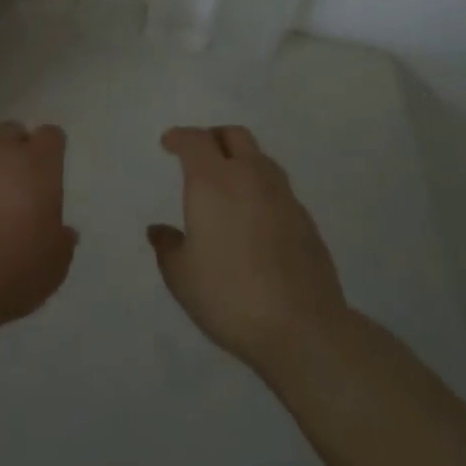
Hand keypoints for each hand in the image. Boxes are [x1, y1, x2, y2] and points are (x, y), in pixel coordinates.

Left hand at [0, 122, 77, 328]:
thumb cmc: (16, 271)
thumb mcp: (56, 263)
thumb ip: (62, 240)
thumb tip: (64, 231)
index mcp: (37, 166)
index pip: (50, 135)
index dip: (50, 149)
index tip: (49, 168)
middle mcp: (0, 153)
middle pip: (10, 130)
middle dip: (14, 146)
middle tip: (15, 177)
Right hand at [148, 125, 354, 376]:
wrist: (303, 329)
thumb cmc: (231, 296)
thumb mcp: (182, 277)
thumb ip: (168, 247)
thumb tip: (159, 231)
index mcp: (213, 181)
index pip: (195, 140)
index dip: (179, 137)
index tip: (168, 143)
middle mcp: (250, 177)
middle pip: (234, 135)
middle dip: (213, 138)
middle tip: (200, 156)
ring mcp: (283, 196)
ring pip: (260, 158)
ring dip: (241, 160)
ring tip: (228, 185)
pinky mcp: (306, 220)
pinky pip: (278, 188)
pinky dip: (261, 189)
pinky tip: (255, 217)